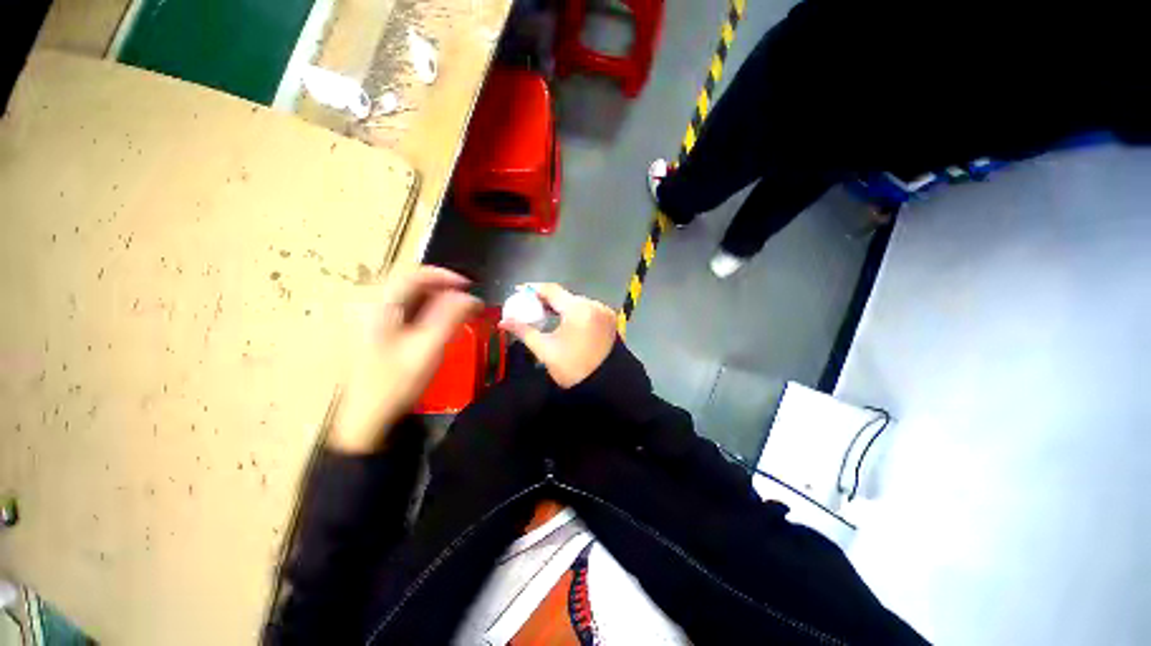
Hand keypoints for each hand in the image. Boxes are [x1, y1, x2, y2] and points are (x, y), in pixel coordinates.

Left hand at [328, 267, 481, 453]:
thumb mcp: (428, 350)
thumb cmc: (397, 384)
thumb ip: (450, 318)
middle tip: (462, 298)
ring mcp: (364, 317)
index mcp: (377, 307)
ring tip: (453, 308)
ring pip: (402, 292)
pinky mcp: (369, 328)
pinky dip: (420, 306)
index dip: (443, 275)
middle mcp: (366, 305)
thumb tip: (471, 297)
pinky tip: (433, 320)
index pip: (411, 274)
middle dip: (438, 285)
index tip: (468, 286)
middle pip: (406, 280)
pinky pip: (398, 306)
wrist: (366, 418)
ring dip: (431, 296)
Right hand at [499, 284, 617, 387]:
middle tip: (530, 306)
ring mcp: (604, 312)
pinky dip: (574, 312)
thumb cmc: (572, 368)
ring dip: (561, 306)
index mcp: (578, 309)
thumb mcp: (545, 349)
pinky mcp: (609, 320)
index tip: (519, 290)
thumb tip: (503, 321)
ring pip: (576, 302)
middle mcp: (594, 305)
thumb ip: (524, 331)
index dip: (534, 289)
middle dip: (547, 300)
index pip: (552, 290)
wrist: (604, 386)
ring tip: (544, 313)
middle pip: (565, 296)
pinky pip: (587, 310)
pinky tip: (564, 319)